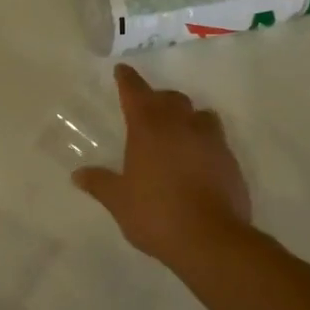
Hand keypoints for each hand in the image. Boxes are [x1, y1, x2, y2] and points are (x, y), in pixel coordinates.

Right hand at [74, 64, 252, 265]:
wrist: (210, 238)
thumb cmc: (156, 214)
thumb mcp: (119, 201)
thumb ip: (100, 183)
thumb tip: (79, 174)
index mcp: (148, 128)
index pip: (135, 92)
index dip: (127, 80)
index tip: (122, 70)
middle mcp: (181, 125)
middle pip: (170, 98)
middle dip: (157, 98)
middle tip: (147, 108)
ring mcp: (210, 140)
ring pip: (199, 114)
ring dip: (186, 116)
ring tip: (178, 130)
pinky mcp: (230, 159)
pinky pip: (215, 139)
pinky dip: (203, 141)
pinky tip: (197, 159)